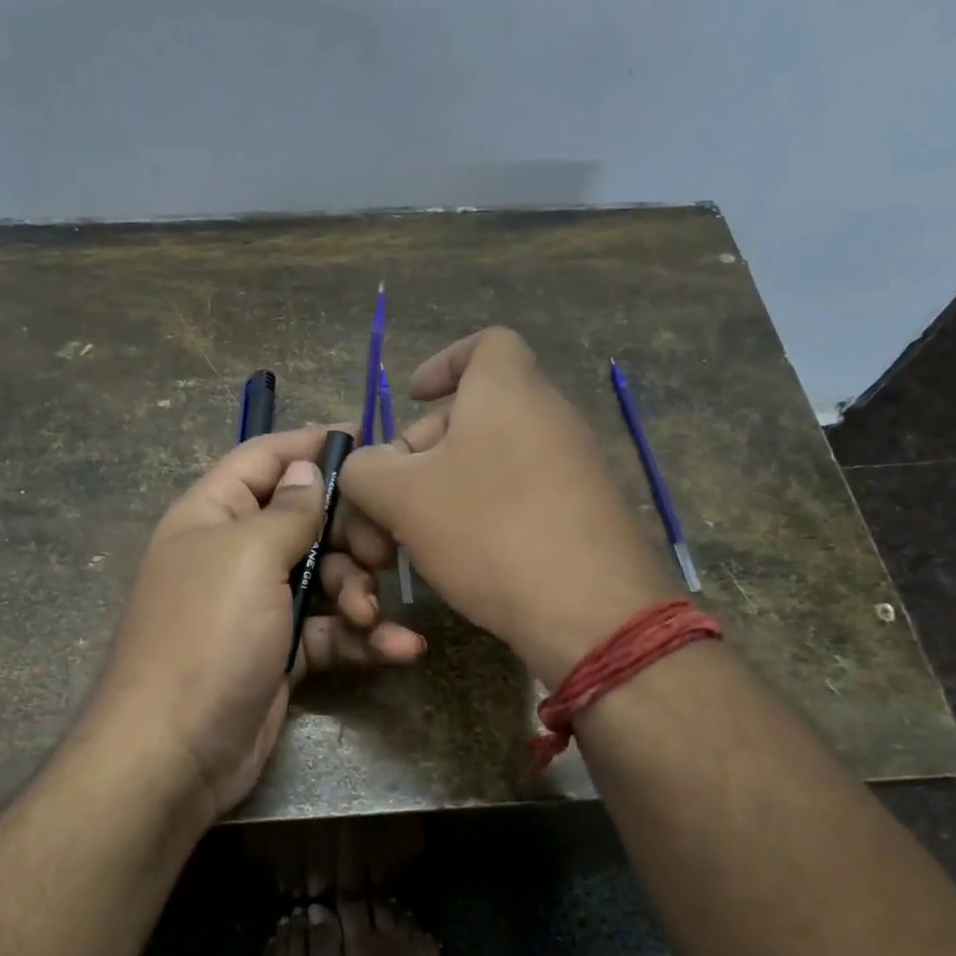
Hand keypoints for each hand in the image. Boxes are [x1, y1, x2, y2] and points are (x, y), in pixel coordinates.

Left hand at [90, 425, 426, 820]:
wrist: (176, 752)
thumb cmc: (208, 636)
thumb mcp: (248, 557)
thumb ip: (288, 509)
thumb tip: (306, 467)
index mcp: (212, 514)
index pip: (265, 459)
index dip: (312, 445)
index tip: (370, 440)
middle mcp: (235, 553)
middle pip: (308, 519)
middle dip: (351, 535)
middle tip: (383, 555)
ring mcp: (259, 606)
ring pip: (326, 577)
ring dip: (359, 594)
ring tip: (370, 619)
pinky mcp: (282, 652)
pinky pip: (329, 630)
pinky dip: (363, 639)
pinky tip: (401, 650)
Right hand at [340, 328, 675, 682]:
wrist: (591, 612)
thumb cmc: (489, 531)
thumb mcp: (401, 497)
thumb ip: (364, 470)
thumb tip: (364, 468)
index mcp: (508, 389)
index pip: (484, 343)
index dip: (443, 362)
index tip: (413, 397)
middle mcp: (549, 415)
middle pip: (473, 412)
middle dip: (420, 451)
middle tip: (389, 502)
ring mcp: (574, 465)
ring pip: (491, 461)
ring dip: (444, 491)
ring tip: (415, 539)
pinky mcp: (583, 512)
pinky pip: (520, 495)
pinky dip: (483, 514)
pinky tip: (462, 559)